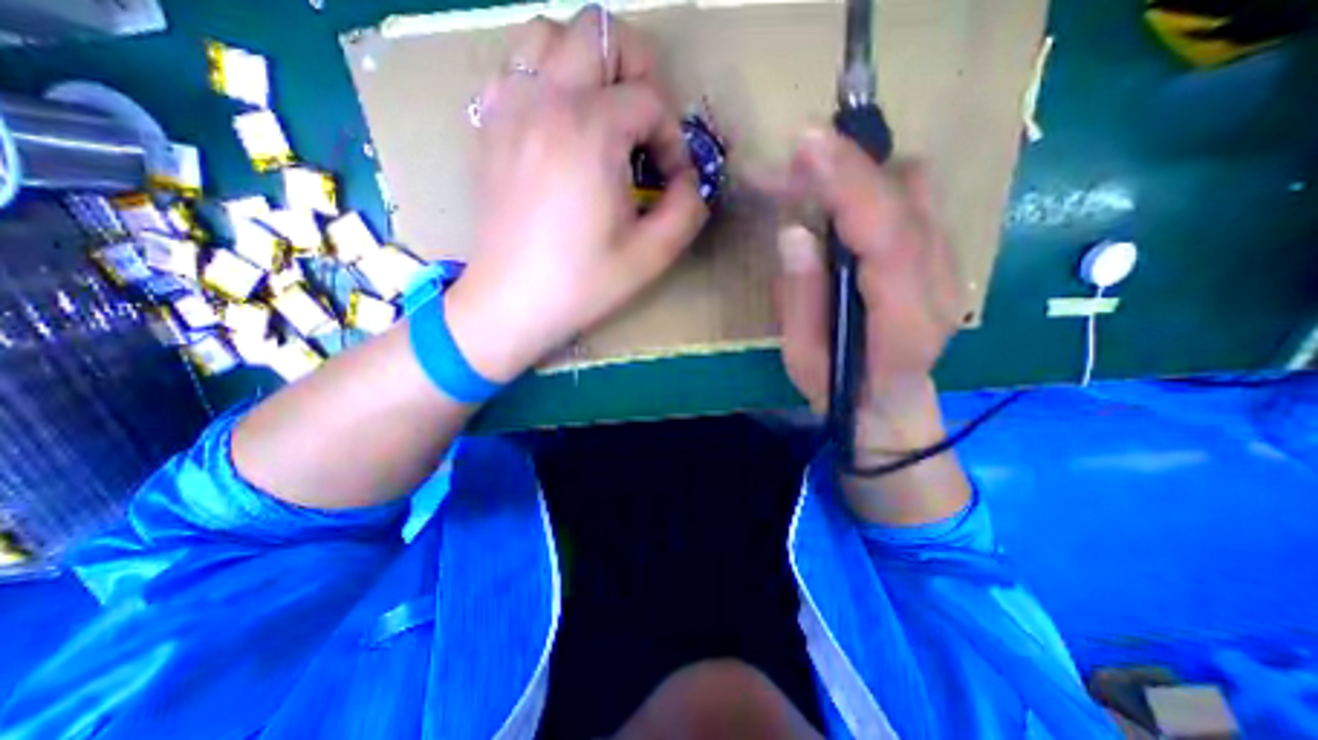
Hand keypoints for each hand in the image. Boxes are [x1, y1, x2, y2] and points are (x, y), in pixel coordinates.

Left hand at [443, 6, 711, 381]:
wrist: (512, 303)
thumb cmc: (582, 283)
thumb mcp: (652, 255)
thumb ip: (687, 208)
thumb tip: (690, 180)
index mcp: (590, 130)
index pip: (650, 100)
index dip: (672, 138)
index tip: (671, 179)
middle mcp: (545, 100)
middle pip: (600, 32)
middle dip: (637, 73)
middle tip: (644, 126)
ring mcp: (508, 108)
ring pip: (548, 35)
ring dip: (587, 64)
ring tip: (602, 115)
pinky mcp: (488, 128)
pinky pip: (515, 69)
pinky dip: (544, 80)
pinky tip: (558, 124)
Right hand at [774, 131, 963, 460]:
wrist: (888, 404)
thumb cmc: (839, 389)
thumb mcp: (802, 358)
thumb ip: (800, 298)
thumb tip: (794, 232)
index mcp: (905, 322)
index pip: (888, 237)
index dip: (850, 186)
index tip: (808, 145)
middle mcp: (942, 286)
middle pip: (911, 198)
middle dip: (851, 167)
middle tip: (797, 159)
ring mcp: (949, 267)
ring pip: (917, 190)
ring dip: (863, 172)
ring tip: (814, 173)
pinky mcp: (942, 256)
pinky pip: (915, 200)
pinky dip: (875, 185)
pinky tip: (841, 196)